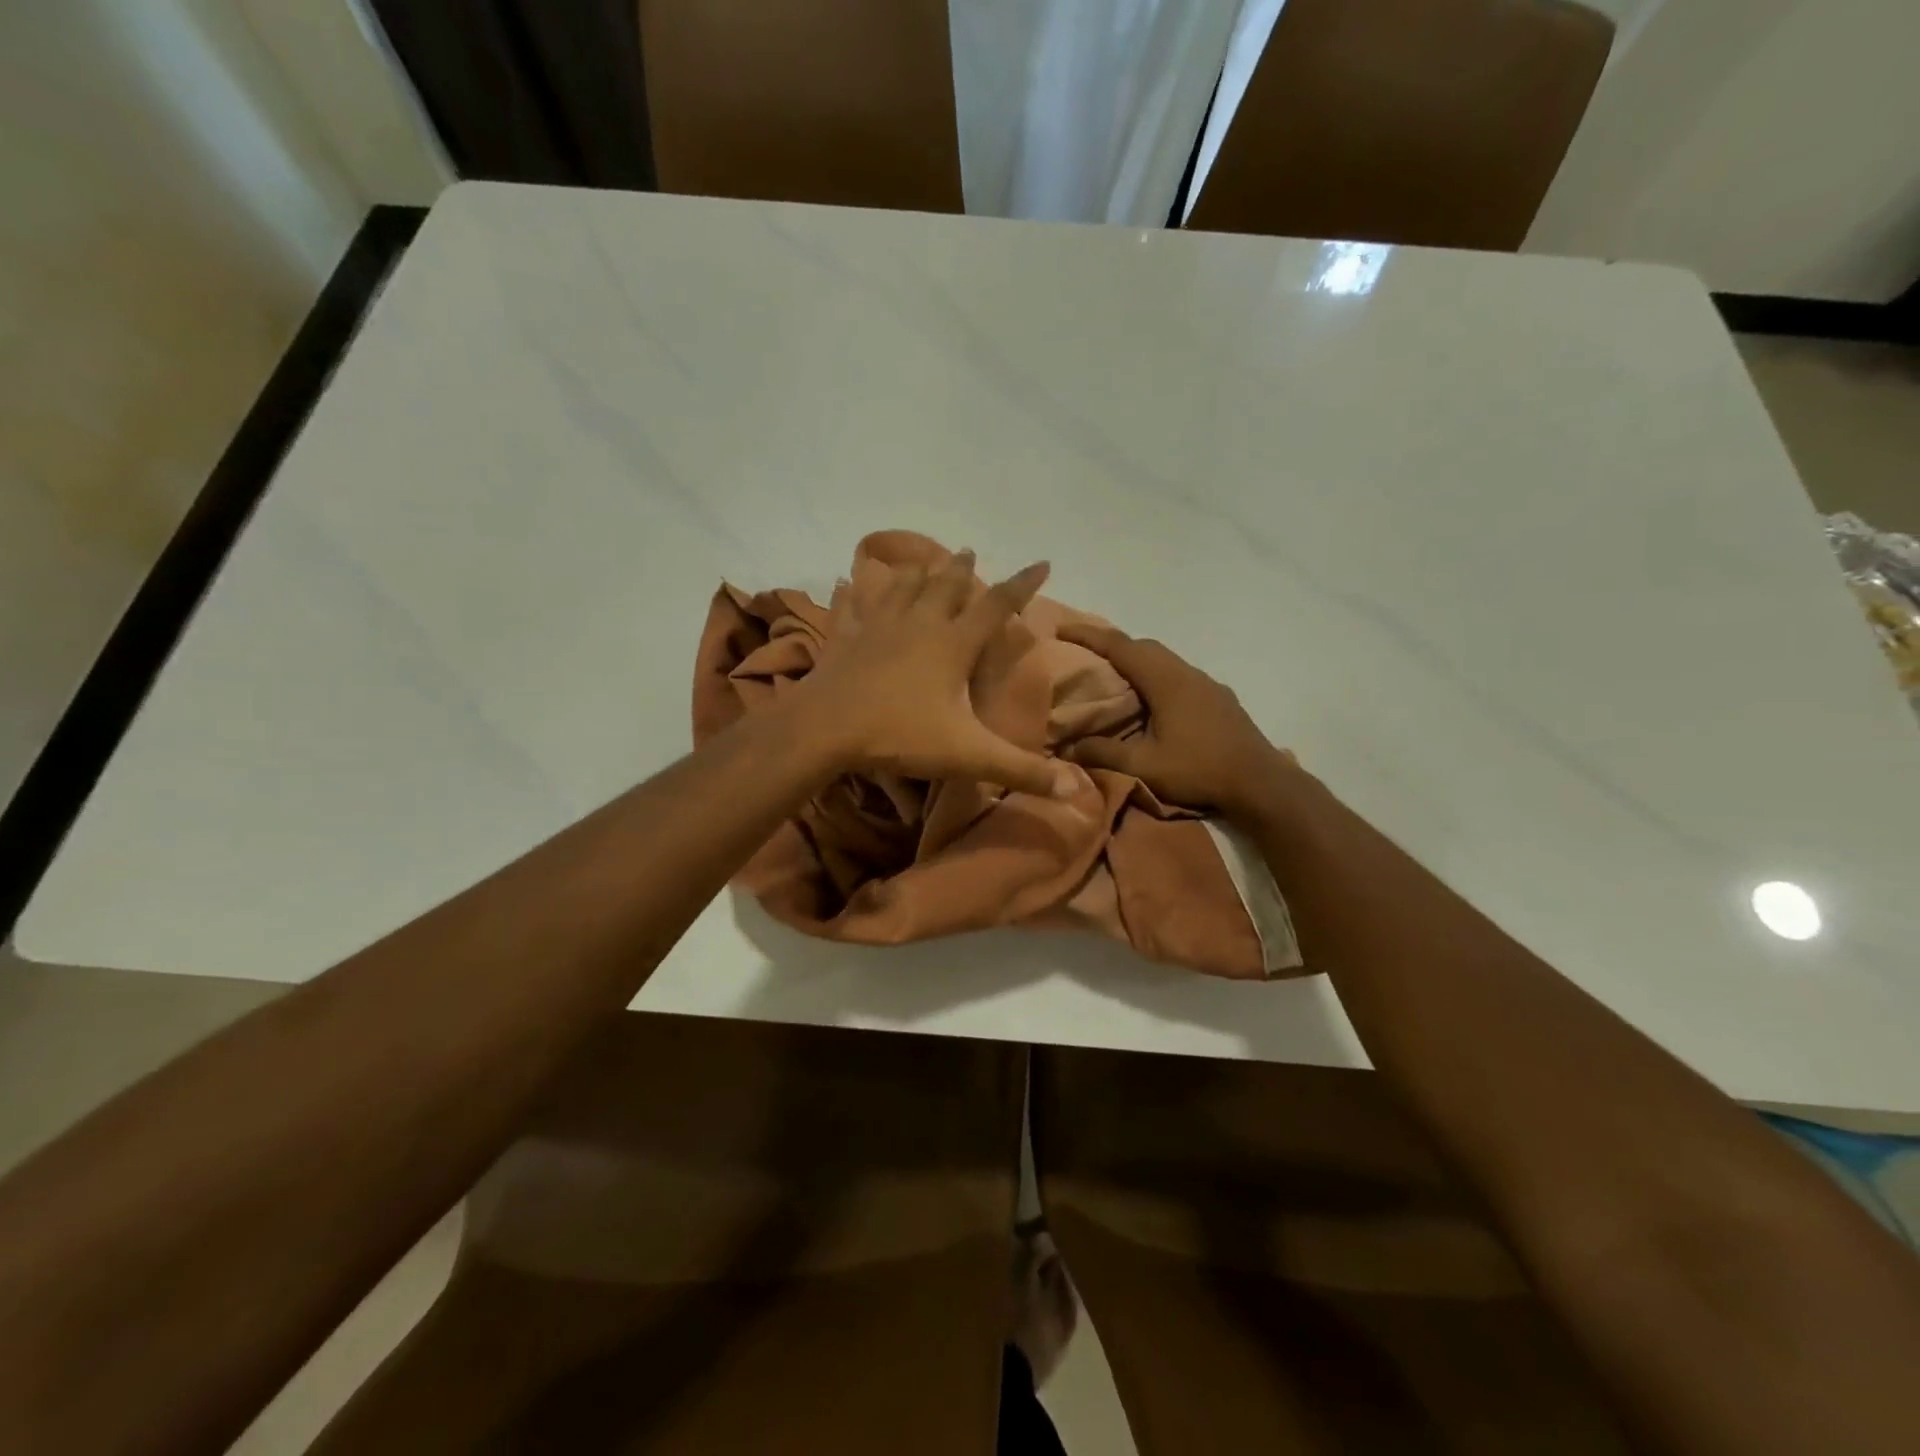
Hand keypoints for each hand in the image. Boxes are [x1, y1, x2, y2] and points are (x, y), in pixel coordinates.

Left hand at [791, 549, 1076, 798]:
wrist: (826, 729)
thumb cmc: (901, 735)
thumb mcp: (968, 756)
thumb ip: (1019, 770)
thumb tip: (1073, 790)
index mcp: (952, 644)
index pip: (996, 605)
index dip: (1022, 585)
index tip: (1042, 562)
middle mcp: (918, 624)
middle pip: (945, 586)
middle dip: (962, 569)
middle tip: (969, 552)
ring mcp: (877, 626)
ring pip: (901, 588)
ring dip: (916, 572)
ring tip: (924, 560)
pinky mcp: (844, 638)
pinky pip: (849, 607)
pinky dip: (850, 593)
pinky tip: (843, 581)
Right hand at [1055, 622, 1291, 817]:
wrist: (1261, 783)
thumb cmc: (1199, 770)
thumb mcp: (1144, 767)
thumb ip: (1104, 754)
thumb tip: (1067, 748)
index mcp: (1166, 681)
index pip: (1121, 646)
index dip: (1089, 635)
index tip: (1062, 628)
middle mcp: (1187, 673)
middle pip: (1144, 646)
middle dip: (1111, 644)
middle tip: (1084, 653)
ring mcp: (1207, 684)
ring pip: (1164, 659)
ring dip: (1136, 660)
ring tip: (1114, 676)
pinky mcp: (1219, 698)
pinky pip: (1179, 674)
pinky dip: (1156, 675)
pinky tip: (1152, 700)